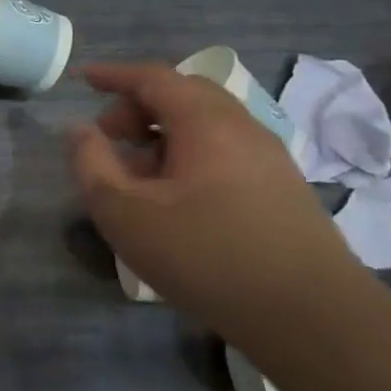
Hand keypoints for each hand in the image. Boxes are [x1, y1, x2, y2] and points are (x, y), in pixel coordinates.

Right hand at [68, 62, 370, 332]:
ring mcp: (269, 158)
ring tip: (134, 175)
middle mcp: (243, 128)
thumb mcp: (125, 213)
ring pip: (205, 125)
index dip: (114, 75)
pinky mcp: (282, 188)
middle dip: (137, 107)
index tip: (82, 80)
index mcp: (206, 123)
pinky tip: (173, 198)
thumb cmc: (205, 255)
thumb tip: (79, 130)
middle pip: (183, 95)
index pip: (154, 78)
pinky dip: (188, 156)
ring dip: (162, 135)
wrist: (311, 316)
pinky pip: (224, 151)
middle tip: (106, 137)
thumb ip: (92, 165)